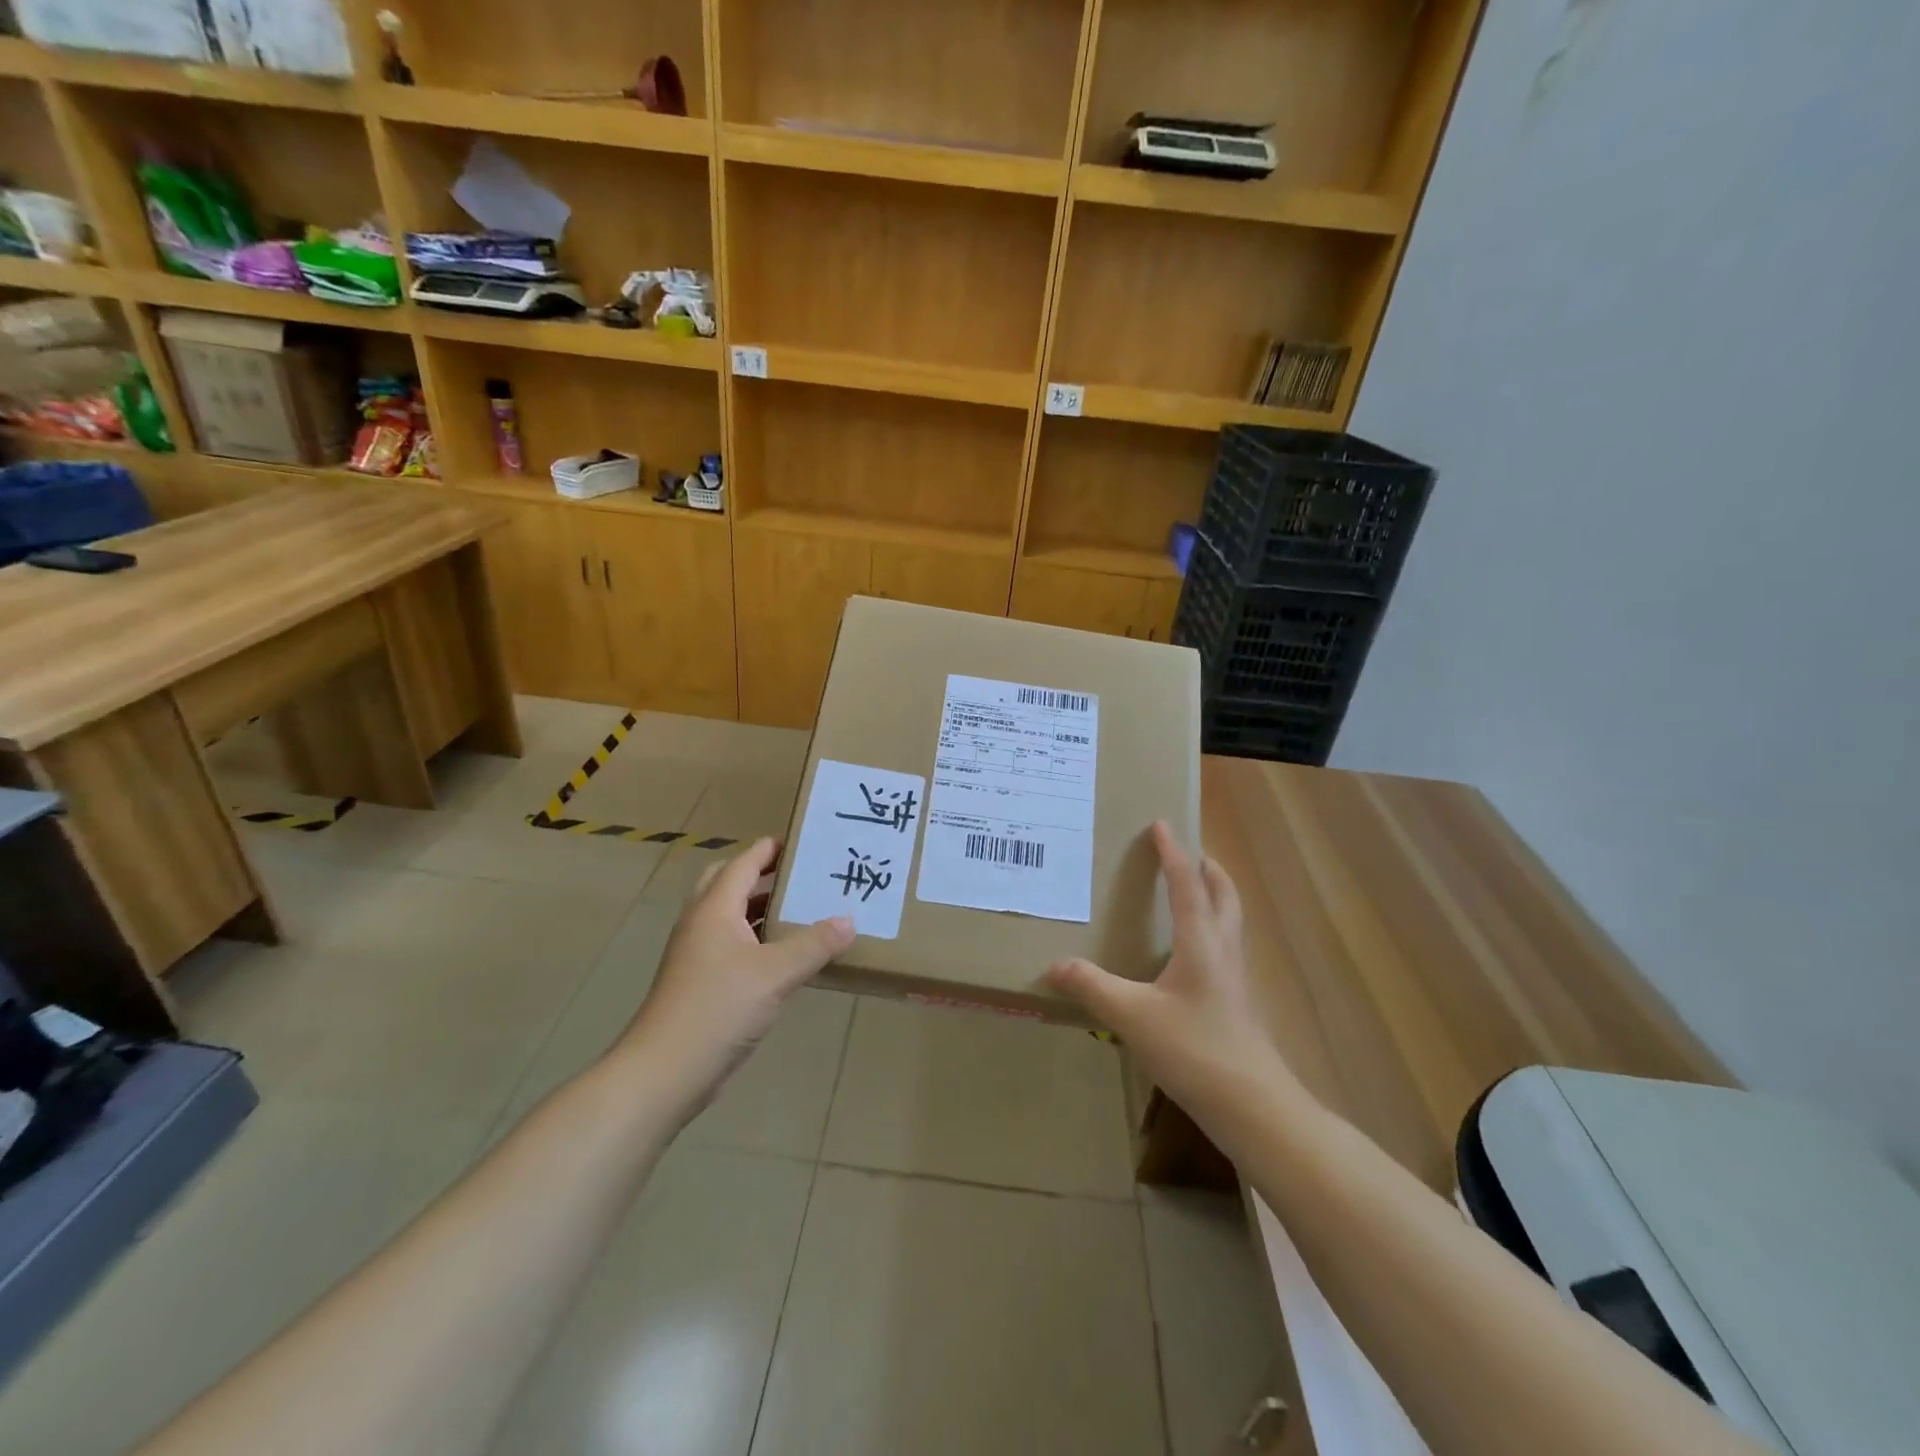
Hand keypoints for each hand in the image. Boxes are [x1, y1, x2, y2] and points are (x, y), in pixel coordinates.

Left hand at [620, 837, 854, 1112]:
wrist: (665, 1072)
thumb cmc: (718, 1009)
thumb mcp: (776, 974)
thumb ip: (815, 944)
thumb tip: (849, 920)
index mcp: (715, 909)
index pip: (744, 863)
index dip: (771, 848)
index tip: (804, 840)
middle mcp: (702, 923)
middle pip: (730, 883)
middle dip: (763, 874)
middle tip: (801, 874)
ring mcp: (698, 955)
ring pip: (732, 917)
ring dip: (762, 909)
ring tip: (803, 909)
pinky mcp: (702, 983)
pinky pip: (734, 946)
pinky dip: (759, 940)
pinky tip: (788, 956)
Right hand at [1047, 822, 1291, 1124]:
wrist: (1253, 1105)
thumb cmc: (1194, 1050)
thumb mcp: (1133, 1017)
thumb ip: (1093, 987)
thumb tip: (1055, 965)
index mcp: (1201, 943)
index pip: (1187, 885)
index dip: (1173, 854)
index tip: (1162, 825)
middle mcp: (1223, 951)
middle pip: (1224, 896)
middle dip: (1208, 869)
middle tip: (1189, 854)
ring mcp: (1235, 978)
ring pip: (1230, 921)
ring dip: (1215, 896)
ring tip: (1193, 891)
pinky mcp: (1237, 1002)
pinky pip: (1226, 947)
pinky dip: (1213, 928)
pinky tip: (1192, 953)